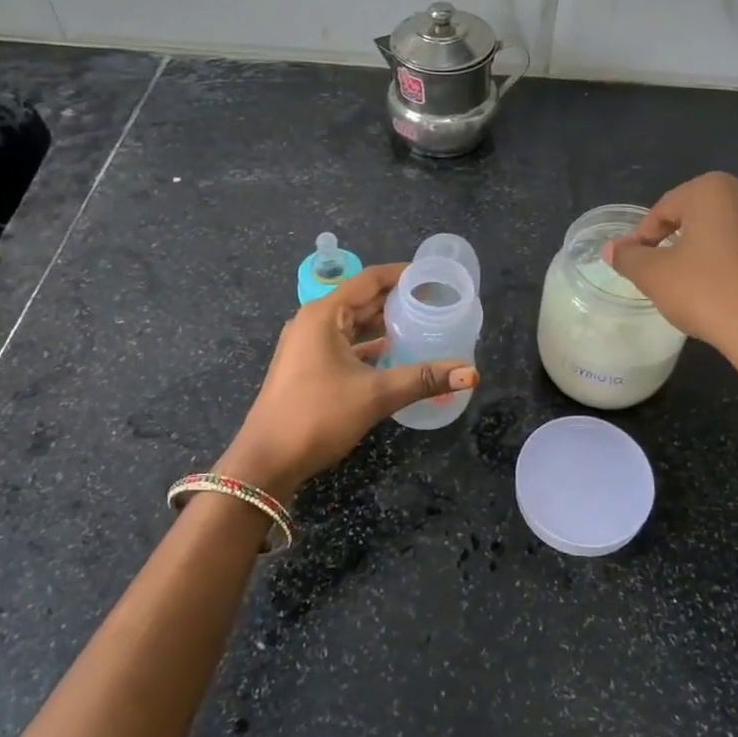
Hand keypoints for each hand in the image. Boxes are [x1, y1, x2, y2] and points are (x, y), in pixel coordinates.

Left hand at [222, 263, 477, 499]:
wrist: (266, 462)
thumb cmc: (317, 416)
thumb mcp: (375, 394)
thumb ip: (423, 379)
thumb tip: (471, 373)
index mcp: (324, 314)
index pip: (370, 280)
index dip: (402, 274)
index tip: (434, 276)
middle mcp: (314, 322)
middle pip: (362, 299)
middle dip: (398, 299)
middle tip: (437, 300)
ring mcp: (308, 345)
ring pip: (354, 324)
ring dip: (385, 323)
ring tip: (423, 323)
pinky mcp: (308, 367)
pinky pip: (346, 345)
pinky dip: (371, 346)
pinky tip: (396, 354)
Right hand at [604, 172, 737, 389]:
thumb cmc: (705, 292)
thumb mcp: (653, 274)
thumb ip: (628, 256)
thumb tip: (614, 248)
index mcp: (712, 189)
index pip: (663, 210)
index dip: (643, 237)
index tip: (635, 263)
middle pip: (699, 212)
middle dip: (680, 234)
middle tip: (663, 267)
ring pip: (736, 222)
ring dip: (717, 237)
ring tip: (699, 266)